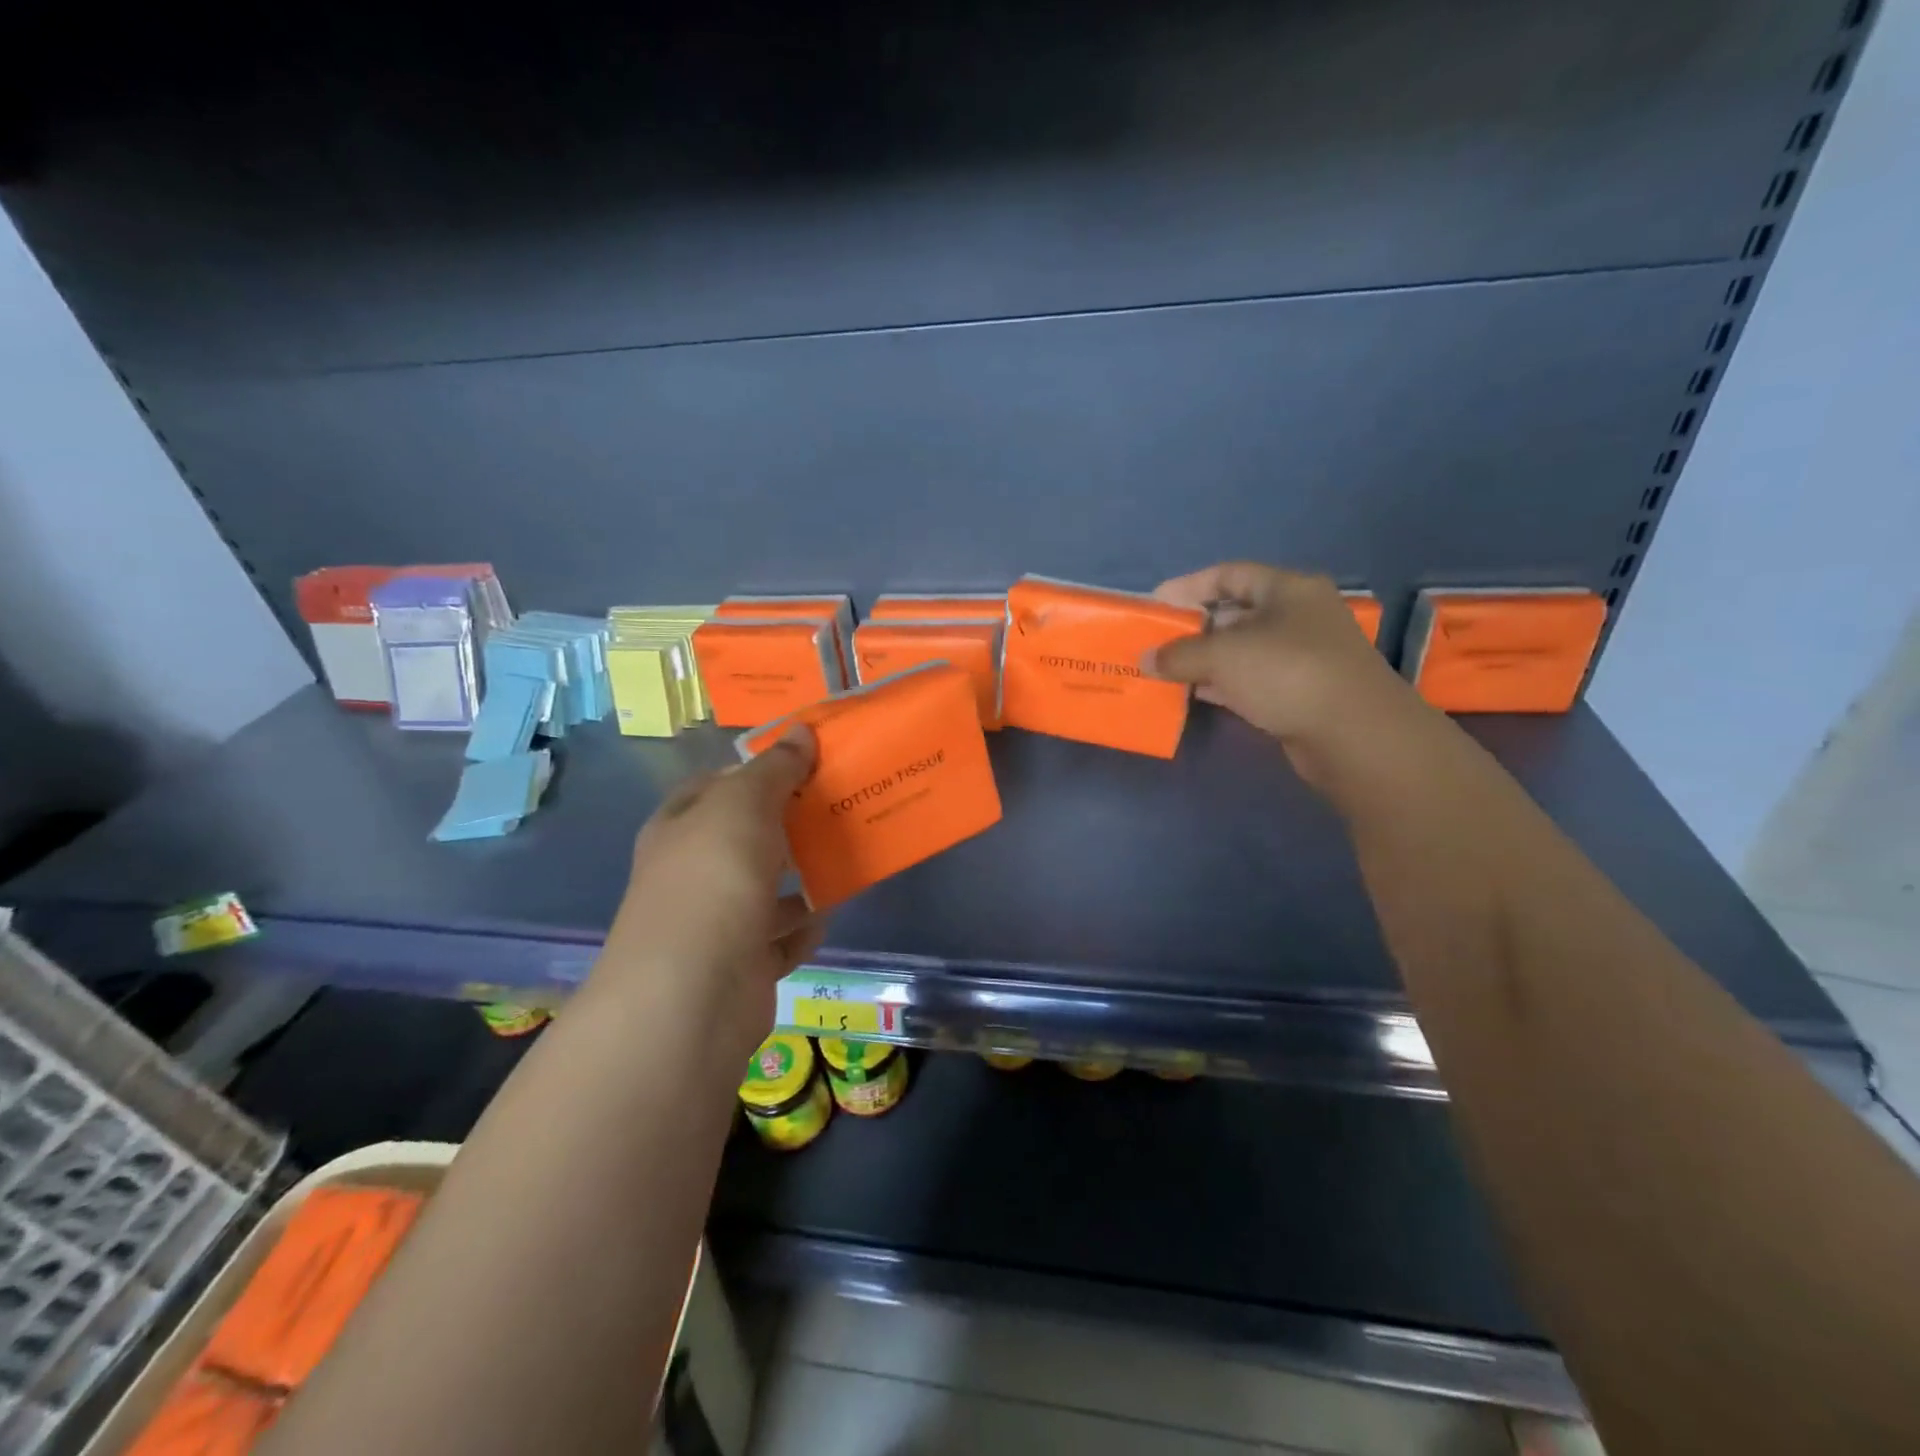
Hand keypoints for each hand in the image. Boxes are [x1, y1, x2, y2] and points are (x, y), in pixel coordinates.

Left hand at [595, 727, 824, 1062]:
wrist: (693, 993)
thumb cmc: (713, 879)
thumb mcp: (744, 805)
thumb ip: (775, 768)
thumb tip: (800, 730)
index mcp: (679, 827)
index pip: (716, 786)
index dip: (757, 771)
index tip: (807, 764)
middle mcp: (691, 872)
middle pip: (746, 837)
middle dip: (789, 824)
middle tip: (840, 806)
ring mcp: (714, 922)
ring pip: (766, 889)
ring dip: (802, 878)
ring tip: (846, 857)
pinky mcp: (742, 965)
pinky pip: (780, 938)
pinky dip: (803, 929)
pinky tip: (827, 915)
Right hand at [1148, 563, 1433, 788]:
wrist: (1354, 735)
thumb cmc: (1288, 673)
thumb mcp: (1224, 655)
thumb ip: (1179, 654)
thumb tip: (1146, 660)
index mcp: (1288, 590)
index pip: (1230, 575)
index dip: (1189, 586)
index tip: (1155, 603)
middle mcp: (1298, 617)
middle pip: (1235, 614)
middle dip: (1193, 627)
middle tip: (1156, 642)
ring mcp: (1301, 658)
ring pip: (1241, 651)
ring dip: (1204, 660)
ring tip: (1164, 670)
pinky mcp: (1298, 694)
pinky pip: (1249, 681)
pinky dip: (1220, 685)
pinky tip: (1192, 694)